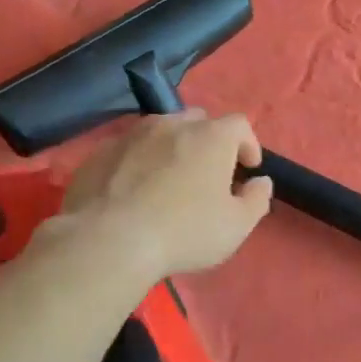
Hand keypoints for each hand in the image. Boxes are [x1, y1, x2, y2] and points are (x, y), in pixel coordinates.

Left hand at [55, 111, 272, 279]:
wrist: (108, 240)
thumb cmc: (184, 232)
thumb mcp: (236, 226)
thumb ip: (256, 199)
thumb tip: (260, 182)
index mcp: (211, 137)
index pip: (239, 125)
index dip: (248, 144)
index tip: (247, 169)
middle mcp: (171, 124)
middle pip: (198, 121)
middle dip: (209, 141)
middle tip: (208, 173)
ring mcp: (131, 135)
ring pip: (159, 130)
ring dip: (171, 148)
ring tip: (168, 180)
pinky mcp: (100, 152)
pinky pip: (128, 149)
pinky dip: (138, 162)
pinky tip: (133, 191)